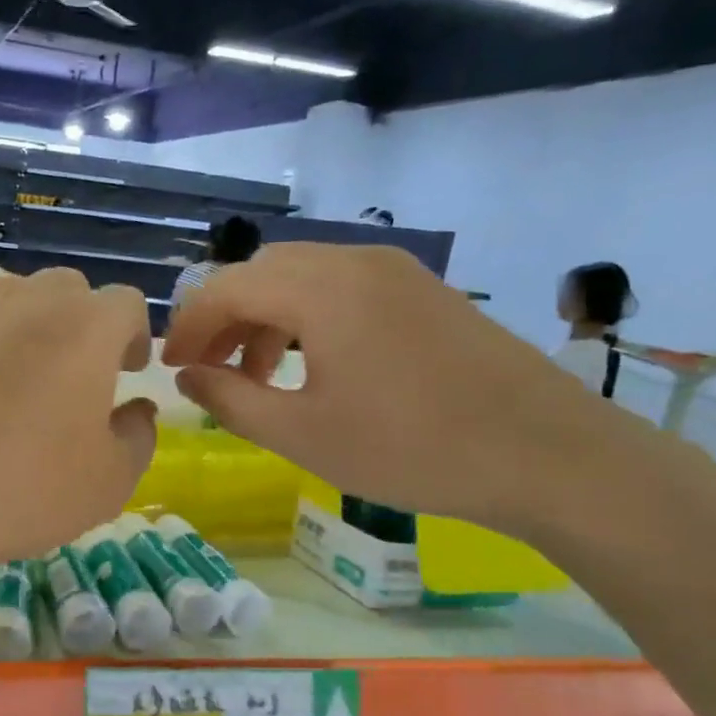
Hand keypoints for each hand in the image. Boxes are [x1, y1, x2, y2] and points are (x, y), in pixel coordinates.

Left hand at [0, 269, 156, 578]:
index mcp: (83, 328)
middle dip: (83, 325)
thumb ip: (138, 437)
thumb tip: (136, 410)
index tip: (129, 371)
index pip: (126, 303)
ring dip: (29, 331)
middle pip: (68, 291)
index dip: (135, 336)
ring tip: (17, 386)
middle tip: (76, 377)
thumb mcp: (106, 484)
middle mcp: (25, 302)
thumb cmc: (18, 489)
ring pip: (12, 301)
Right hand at [161, 244, 632, 536]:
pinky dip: (307, 316)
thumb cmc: (412, 449)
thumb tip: (187, 376)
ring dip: (265, 317)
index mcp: (321, 290)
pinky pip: (342, 286)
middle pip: (261, 272)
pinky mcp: (422, 289)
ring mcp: (395, 270)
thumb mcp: (303, 435)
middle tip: (210, 370)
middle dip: (224, 318)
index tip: (170, 368)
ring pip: (302, 276)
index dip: (188, 327)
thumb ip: (232, 400)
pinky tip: (313, 365)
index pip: (226, 288)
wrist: (545, 454)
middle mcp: (355, 260)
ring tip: (257, 375)